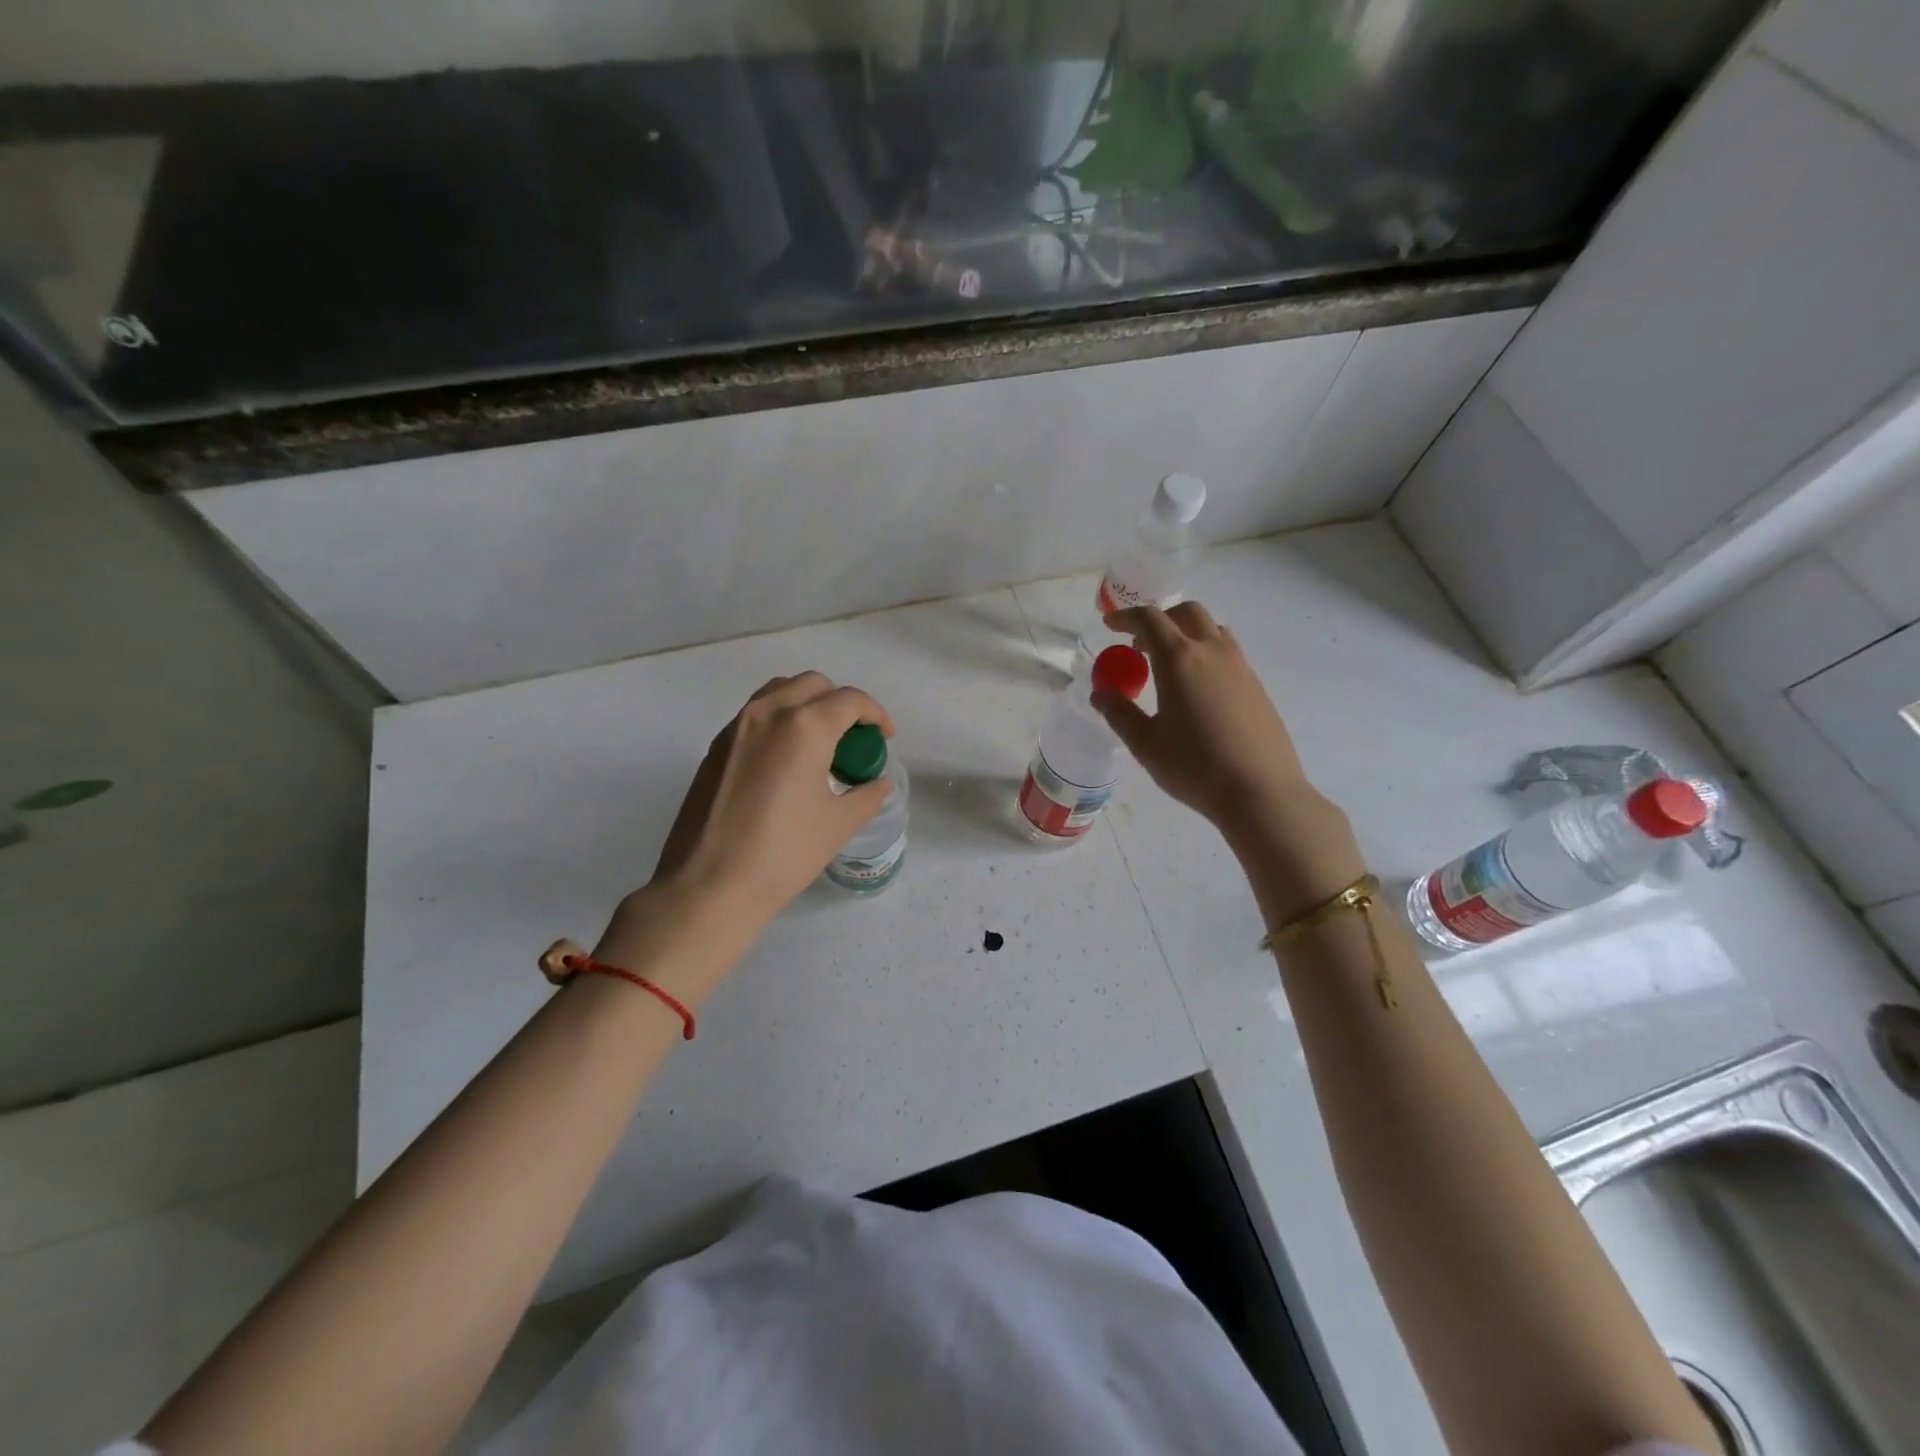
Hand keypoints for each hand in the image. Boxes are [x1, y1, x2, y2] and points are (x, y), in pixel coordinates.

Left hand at [649, 671, 896, 925]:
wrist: (709, 886)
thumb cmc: (783, 854)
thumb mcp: (838, 825)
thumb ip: (866, 796)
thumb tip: (878, 783)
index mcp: (804, 727)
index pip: (850, 700)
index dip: (876, 714)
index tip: (885, 738)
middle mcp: (768, 713)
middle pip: (813, 685)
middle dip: (841, 704)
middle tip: (854, 740)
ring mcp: (736, 728)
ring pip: (780, 692)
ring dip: (807, 704)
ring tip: (820, 744)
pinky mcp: (716, 748)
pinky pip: (756, 715)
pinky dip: (780, 721)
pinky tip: (787, 762)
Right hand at [1095, 602, 1362, 921]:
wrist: (1260, 792)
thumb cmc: (1195, 767)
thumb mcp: (1145, 744)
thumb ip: (1119, 713)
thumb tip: (1101, 693)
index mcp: (1180, 659)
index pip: (1150, 619)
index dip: (1126, 616)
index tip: (1109, 625)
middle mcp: (1212, 651)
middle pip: (1186, 613)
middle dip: (1160, 618)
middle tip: (1140, 644)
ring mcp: (1241, 667)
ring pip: (1212, 630)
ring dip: (1186, 633)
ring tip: (1169, 664)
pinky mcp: (1257, 686)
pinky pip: (1228, 653)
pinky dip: (1205, 653)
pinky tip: (1198, 690)